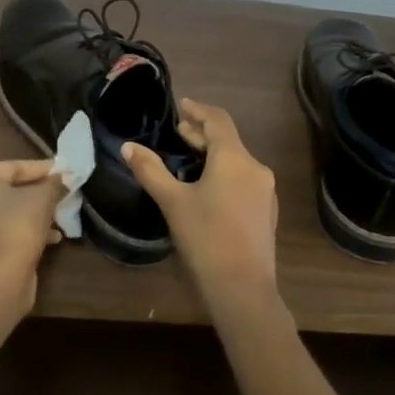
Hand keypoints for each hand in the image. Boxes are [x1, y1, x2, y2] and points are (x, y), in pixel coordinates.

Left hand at [0, 159, 65, 309]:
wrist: (2, 274)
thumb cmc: (19, 223)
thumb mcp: (43, 197)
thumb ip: (53, 183)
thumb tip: (62, 179)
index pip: (14, 167)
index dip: (42, 168)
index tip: (64, 171)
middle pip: (9, 189)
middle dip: (38, 192)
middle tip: (61, 191)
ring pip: (8, 212)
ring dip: (34, 212)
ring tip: (59, 215)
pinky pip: (5, 230)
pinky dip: (25, 229)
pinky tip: (52, 237)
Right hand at [123, 98, 280, 319]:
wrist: (243, 288)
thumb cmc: (205, 237)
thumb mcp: (172, 201)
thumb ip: (150, 170)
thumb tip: (128, 147)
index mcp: (234, 159)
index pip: (218, 120)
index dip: (198, 110)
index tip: (181, 105)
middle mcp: (255, 168)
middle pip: (228, 140)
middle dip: (202, 133)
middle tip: (178, 132)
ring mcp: (265, 191)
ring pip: (236, 161)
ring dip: (213, 154)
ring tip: (188, 158)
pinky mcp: (266, 211)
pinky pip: (243, 180)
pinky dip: (224, 173)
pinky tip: (206, 188)